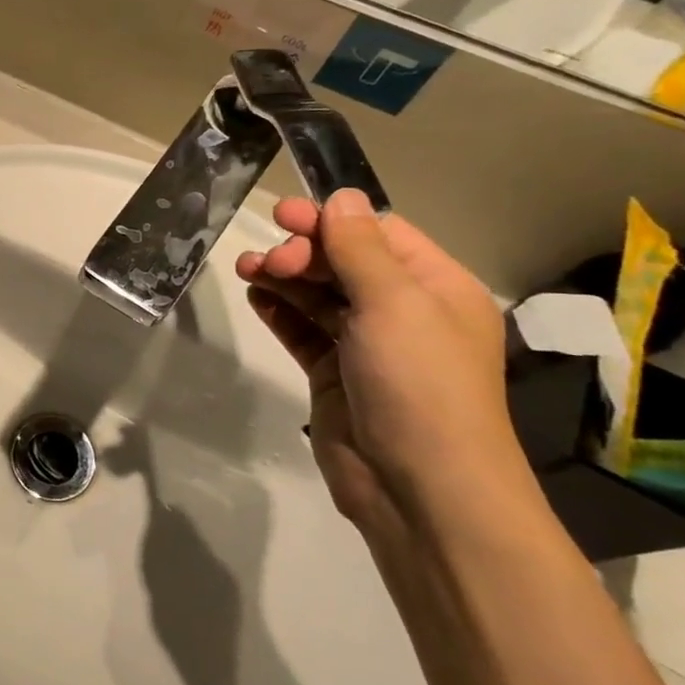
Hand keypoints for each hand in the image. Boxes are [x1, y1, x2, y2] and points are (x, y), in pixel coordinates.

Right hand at [235, 190, 534, 535]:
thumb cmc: (419, 385)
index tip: (284, 216)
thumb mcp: (394, 304)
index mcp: (436, 289)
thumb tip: (342, 197)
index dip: (332, 221)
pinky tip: (256, 296)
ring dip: (284, 278)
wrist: (417, 487)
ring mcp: (367, 347)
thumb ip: (360, 248)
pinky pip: (304, 331)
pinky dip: (280, 311)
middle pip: (345, 263)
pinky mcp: (335, 375)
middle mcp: (405, 313)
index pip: (379, 235)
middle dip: (304, 252)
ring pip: (319, 297)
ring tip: (247, 270)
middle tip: (269, 258)